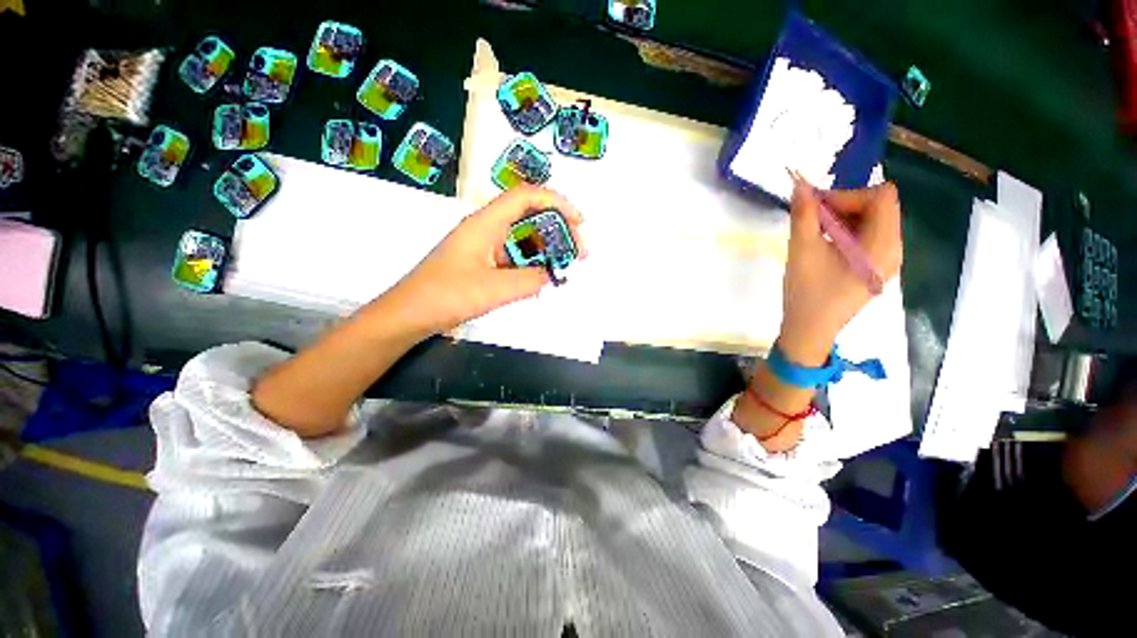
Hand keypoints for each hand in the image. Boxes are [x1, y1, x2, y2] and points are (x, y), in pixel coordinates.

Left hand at [386, 185, 585, 334]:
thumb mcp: (493, 290)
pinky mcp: (482, 264)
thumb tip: (550, 276)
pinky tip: (541, 279)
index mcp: (485, 224)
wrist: (409, 315)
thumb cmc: (445, 296)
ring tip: (565, 268)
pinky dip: (531, 265)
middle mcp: (486, 229)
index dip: (556, 202)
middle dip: (558, 230)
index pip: (526, 197)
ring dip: (546, 250)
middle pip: (529, 217)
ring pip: (522, 239)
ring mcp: (484, 247)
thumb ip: (528, 281)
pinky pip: (513, 258)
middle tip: (578, 253)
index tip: (579, 222)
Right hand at [778, 181, 902, 364]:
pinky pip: (867, 237)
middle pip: (879, 207)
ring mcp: (886, 260)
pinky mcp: (874, 268)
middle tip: (810, 218)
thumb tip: (800, 184)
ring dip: (843, 218)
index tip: (815, 207)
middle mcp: (893, 249)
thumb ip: (803, 215)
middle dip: (844, 205)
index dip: (847, 195)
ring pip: (872, 221)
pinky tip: (824, 245)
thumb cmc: (806, 294)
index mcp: (882, 246)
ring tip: (814, 232)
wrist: (808, 331)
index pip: (881, 197)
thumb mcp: (802, 252)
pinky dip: (846, 232)